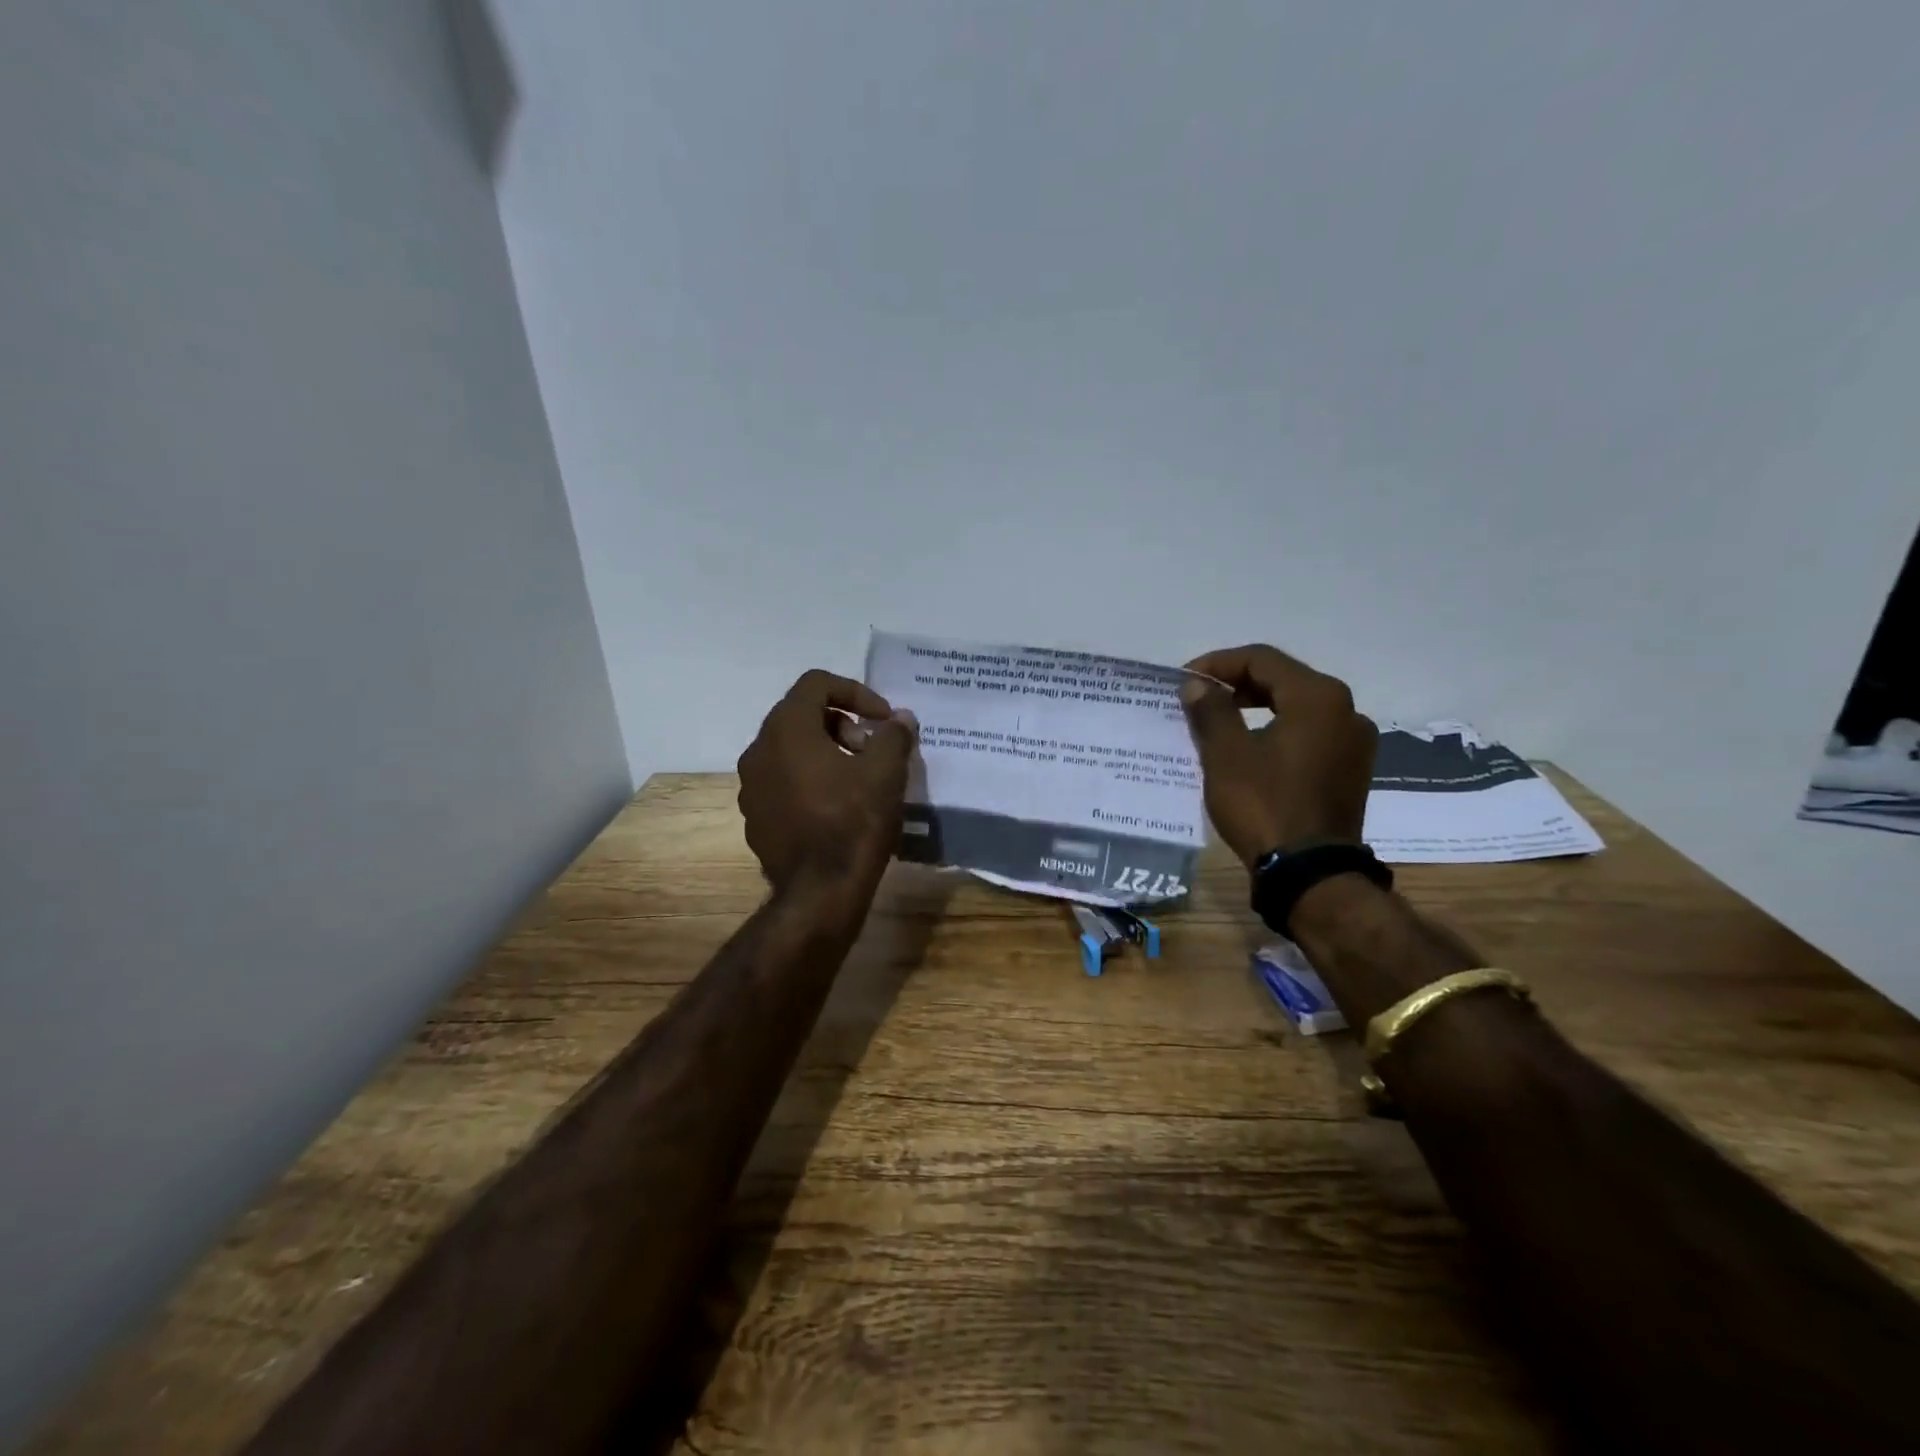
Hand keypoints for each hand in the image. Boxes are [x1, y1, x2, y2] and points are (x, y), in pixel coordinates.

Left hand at [737, 670, 918, 893]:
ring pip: (790, 750)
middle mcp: (758, 751)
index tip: (882, 719)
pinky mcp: (754, 817)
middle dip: (842, 723)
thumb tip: (900, 719)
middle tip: (871, 749)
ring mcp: (751, 787)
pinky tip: (836, 807)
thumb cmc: (853, 822)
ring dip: (826, 751)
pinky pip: (782, 782)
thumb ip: (894, 735)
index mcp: (786, 730)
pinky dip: (809, 779)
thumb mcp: (886, 772)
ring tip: (858, 778)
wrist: (819, 893)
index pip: (816, 684)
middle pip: (801, 715)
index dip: (856, 692)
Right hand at [1179, 644, 1376, 866]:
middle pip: (1283, 679)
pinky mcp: (1350, 770)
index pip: (1262, 659)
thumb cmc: (1264, 804)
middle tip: (1198, 698)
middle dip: (1237, 683)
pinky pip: (1309, 733)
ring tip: (1218, 721)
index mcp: (1318, 697)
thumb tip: (1197, 685)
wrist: (1309, 873)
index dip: (1218, 664)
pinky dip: (1276, 729)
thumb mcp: (1226, 754)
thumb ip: (1210, 710)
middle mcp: (1345, 710)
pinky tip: (1249, 747)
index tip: (1185, 681)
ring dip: (1256, 706)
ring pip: (1297, 707)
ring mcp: (1353, 742)